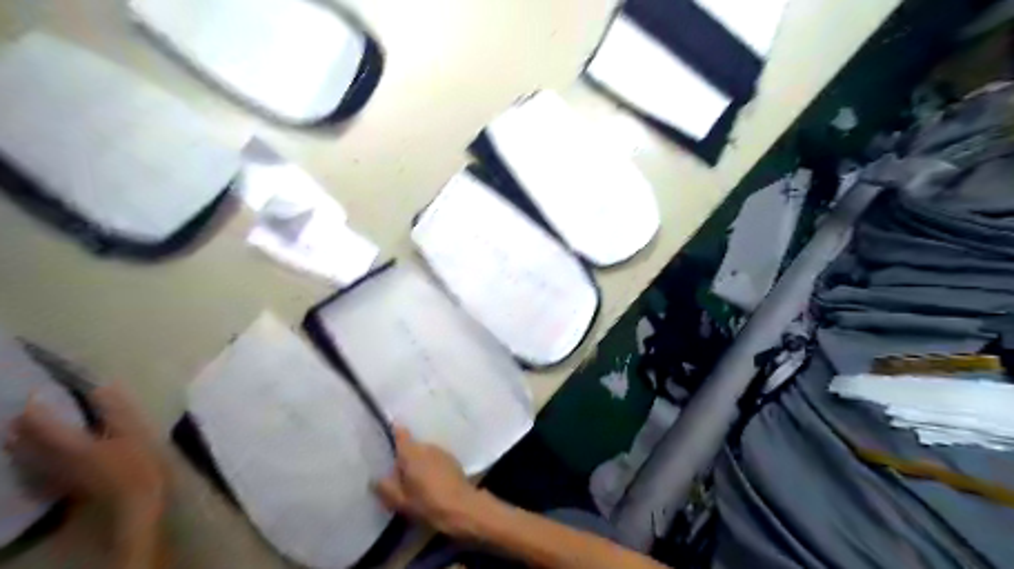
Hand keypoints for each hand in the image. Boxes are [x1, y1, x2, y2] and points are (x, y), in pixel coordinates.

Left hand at [5, 385, 167, 521]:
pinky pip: (34, 471)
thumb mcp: (134, 433)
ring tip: (16, 434)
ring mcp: (57, 475)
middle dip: (22, 428)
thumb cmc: (137, 463)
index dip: (36, 409)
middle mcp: (56, 459)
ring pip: (26, 458)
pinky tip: (30, 461)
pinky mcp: (62, 484)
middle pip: (28, 443)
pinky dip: (28, 462)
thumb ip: (117, 412)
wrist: (133, 500)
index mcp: (73, 445)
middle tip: (21, 413)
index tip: (34, 395)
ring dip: (19, 444)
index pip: (44, 425)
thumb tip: (102, 387)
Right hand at [371, 425, 482, 534]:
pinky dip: (432, 467)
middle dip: (406, 458)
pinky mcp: (453, 460)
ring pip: (425, 453)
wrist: (462, 507)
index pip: (401, 434)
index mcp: (411, 453)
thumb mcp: (400, 501)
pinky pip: (436, 459)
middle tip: (400, 477)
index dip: (395, 432)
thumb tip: (375, 479)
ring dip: (420, 463)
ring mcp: (442, 452)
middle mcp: (427, 447)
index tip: (390, 432)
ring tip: (416, 482)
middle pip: (412, 447)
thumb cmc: (427, 503)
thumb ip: (385, 488)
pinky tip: (432, 483)